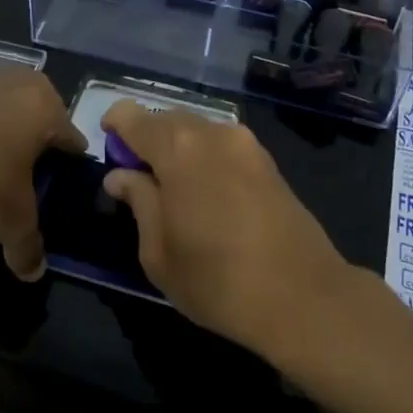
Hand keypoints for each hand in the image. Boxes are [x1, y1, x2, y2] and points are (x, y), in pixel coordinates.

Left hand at [0, 70, 86, 279]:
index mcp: (40, 108)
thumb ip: (29, 246)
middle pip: (34, 98)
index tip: (69, 171)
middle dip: (37, 121)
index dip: (71, 154)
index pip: (69, 131)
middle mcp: (7, 85)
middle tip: (33, 154)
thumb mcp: (13, 224)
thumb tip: (35, 272)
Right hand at [99, 102, 351, 359]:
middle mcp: (211, 132)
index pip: (131, 115)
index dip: (113, 127)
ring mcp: (245, 143)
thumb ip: (138, 201)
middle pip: (166, 119)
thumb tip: (120, 175)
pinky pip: (222, 146)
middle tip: (138, 180)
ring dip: (177, 150)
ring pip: (197, 131)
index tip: (108, 152)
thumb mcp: (157, 250)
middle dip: (146, 140)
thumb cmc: (216, 280)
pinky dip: (205, 159)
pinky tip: (207, 196)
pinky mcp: (268, 161)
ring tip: (174, 192)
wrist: (304, 297)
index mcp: (177, 147)